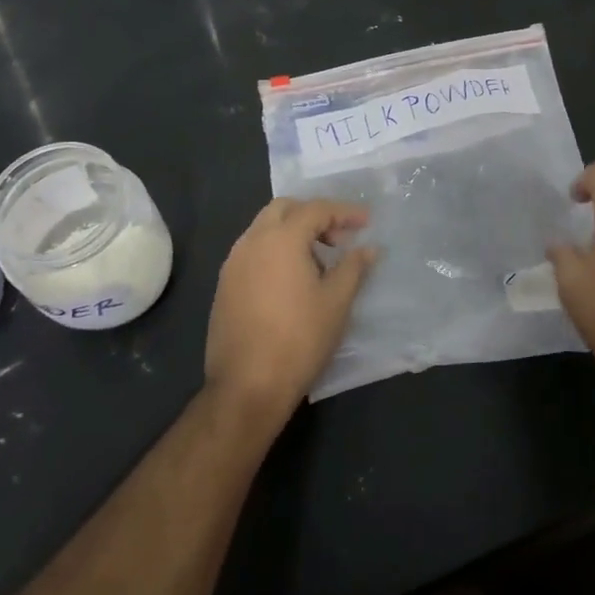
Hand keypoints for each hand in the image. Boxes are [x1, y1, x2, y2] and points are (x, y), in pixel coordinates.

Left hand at [205, 198, 379, 420]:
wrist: (247, 385)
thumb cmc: (299, 339)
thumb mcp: (336, 302)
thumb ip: (354, 267)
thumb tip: (369, 248)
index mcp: (281, 239)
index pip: (316, 209)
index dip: (344, 212)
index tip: (366, 222)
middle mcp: (252, 242)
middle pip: (284, 209)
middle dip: (314, 215)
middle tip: (339, 238)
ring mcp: (233, 263)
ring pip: (264, 229)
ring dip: (293, 232)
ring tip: (319, 261)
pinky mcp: (224, 285)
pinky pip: (253, 251)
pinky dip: (275, 251)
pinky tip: (292, 280)